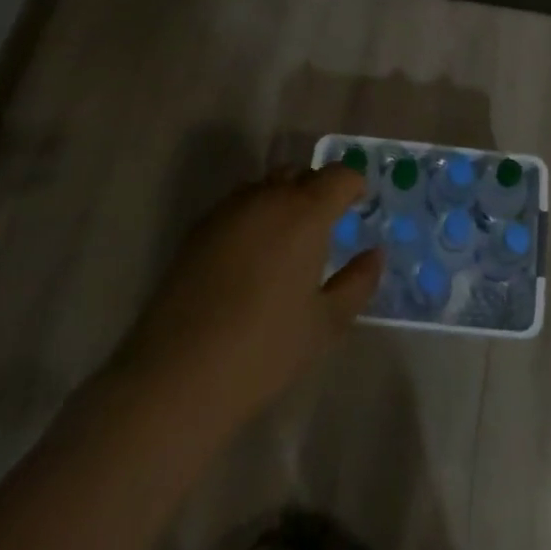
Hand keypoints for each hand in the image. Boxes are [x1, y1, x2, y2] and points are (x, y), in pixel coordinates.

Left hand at [108, 166, 381, 429]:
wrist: (176, 376)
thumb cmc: (264, 349)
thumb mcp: (326, 323)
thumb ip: (358, 282)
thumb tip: (374, 254)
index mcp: (305, 212)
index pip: (339, 175)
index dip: (354, 185)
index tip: (359, 205)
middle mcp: (267, 198)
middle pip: (301, 173)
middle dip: (318, 190)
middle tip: (326, 226)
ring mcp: (227, 211)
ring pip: (266, 186)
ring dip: (284, 200)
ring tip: (287, 241)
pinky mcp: (197, 230)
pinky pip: (238, 206)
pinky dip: (254, 216)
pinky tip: (251, 257)